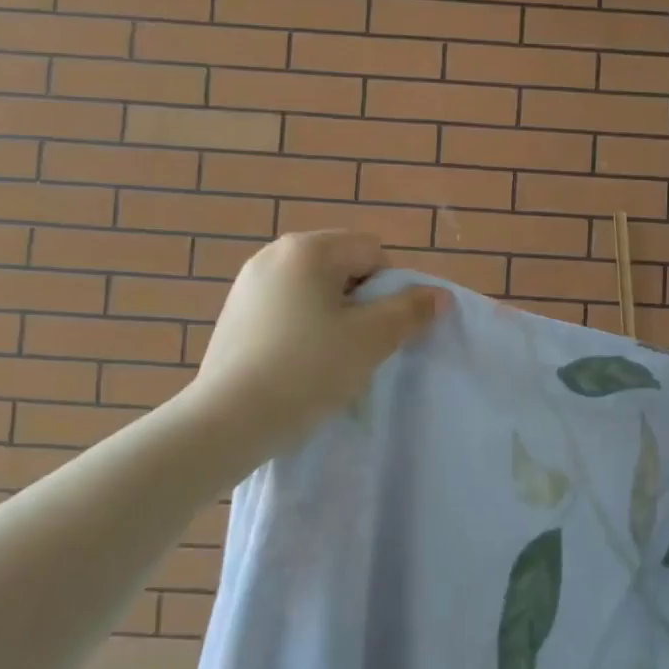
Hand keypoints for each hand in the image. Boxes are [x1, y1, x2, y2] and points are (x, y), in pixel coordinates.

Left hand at [189, 231, 443, 455]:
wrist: (228, 420)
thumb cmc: (307, 370)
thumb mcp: (370, 339)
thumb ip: (410, 310)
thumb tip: (440, 295)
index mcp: (308, 248)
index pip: (373, 252)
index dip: (389, 290)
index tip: (379, 330)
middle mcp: (275, 253)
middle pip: (343, 266)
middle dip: (360, 301)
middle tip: (357, 345)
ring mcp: (249, 282)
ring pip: (315, 290)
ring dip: (332, 316)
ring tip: (327, 358)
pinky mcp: (235, 312)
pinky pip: (287, 307)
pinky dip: (302, 327)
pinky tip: (297, 363)